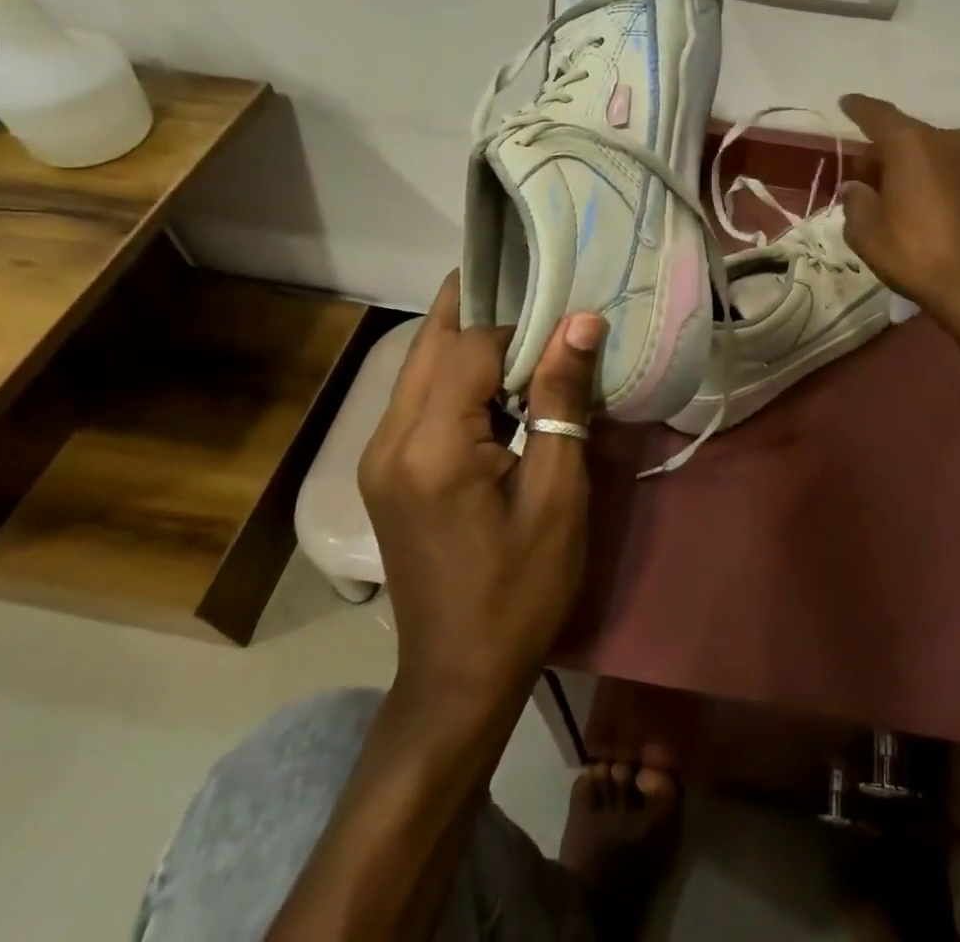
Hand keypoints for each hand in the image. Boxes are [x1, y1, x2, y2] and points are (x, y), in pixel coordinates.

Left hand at [360, 271, 604, 709]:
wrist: (458, 675)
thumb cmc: (521, 588)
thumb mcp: (556, 495)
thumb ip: (560, 402)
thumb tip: (582, 321)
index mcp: (431, 445)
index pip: (472, 346)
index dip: (522, 325)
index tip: (567, 323)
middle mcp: (388, 437)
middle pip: (433, 343)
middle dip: (482, 308)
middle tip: (537, 285)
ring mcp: (377, 454)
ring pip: (422, 366)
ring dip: (469, 340)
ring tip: (528, 325)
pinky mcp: (384, 470)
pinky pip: (420, 397)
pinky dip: (457, 375)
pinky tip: (498, 381)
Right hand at [838, 94, 959, 326]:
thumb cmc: (919, 257)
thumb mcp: (867, 235)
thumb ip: (856, 201)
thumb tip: (858, 187)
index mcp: (913, 145)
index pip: (877, 115)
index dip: (858, 108)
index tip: (846, 103)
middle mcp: (952, 141)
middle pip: (910, 137)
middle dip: (887, 153)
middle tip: (871, 180)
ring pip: (940, 155)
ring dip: (921, 169)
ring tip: (908, 201)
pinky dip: (948, 186)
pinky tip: (942, 216)